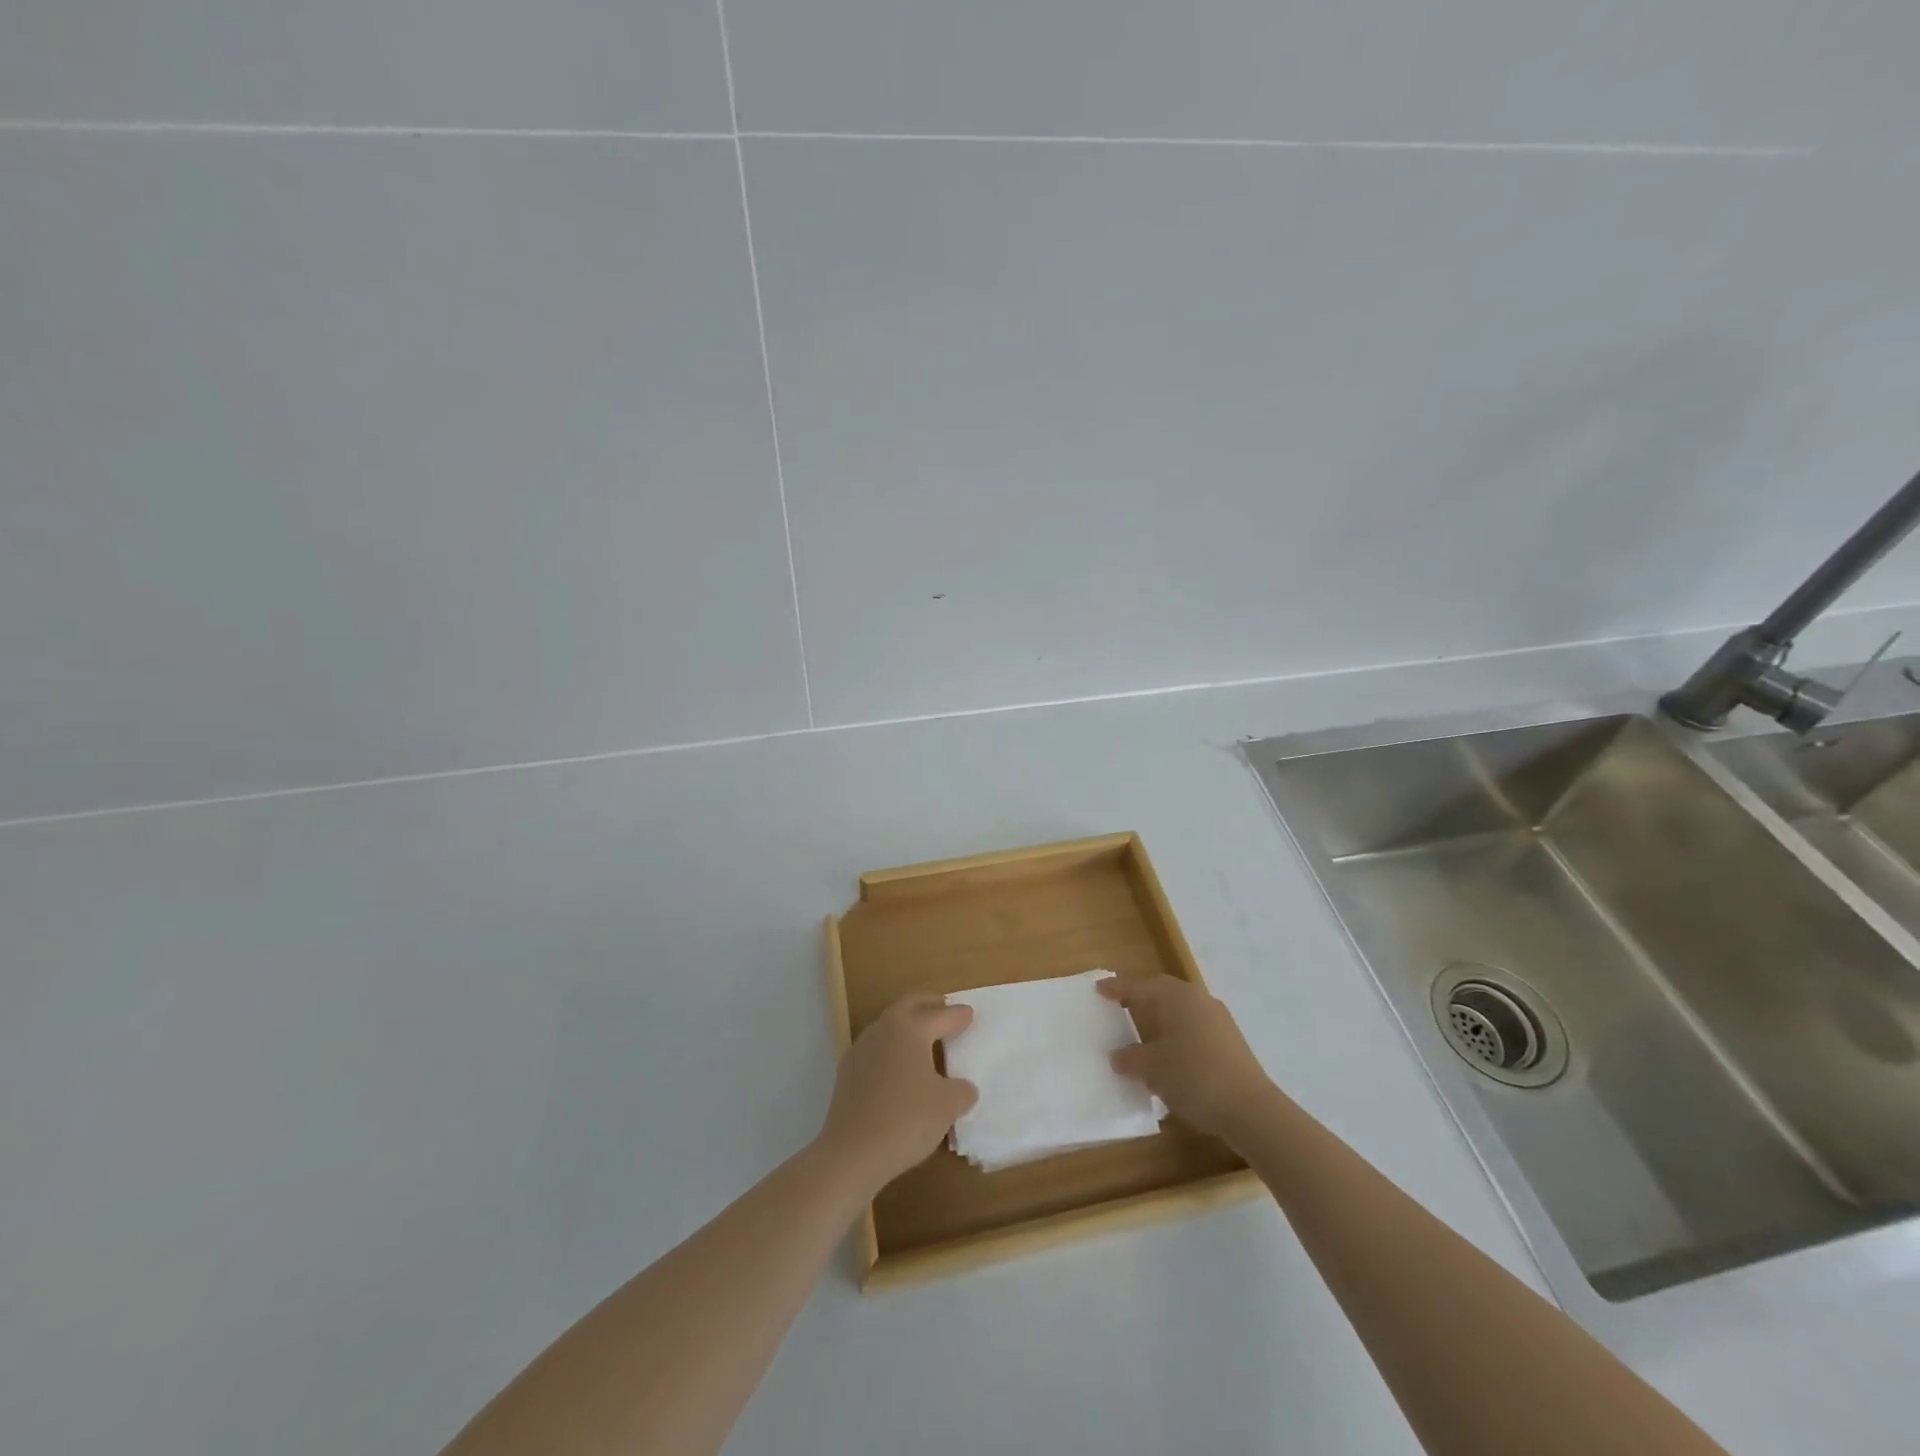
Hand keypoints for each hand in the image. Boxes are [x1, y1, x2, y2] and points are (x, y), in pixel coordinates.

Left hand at [817, 995, 978, 1192]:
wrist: (851, 1153)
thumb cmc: (906, 1119)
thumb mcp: (948, 1105)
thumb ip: (961, 1090)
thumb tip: (962, 1087)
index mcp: (909, 1028)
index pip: (940, 1015)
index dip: (958, 1016)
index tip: (970, 1014)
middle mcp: (883, 1029)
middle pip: (909, 1006)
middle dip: (929, 1005)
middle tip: (945, 1008)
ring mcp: (861, 1049)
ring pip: (890, 1026)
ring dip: (908, 1026)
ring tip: (925, 1038)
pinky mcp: (847, 1072)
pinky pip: (877, 1049)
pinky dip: (893, 1049)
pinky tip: (899, 1067)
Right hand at [1099, 975, 1274, 1140]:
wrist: (1251, 1109)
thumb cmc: (1194, 1076)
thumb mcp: (1152, 1068)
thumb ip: (1130, 1058)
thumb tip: (1117, 1056)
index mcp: (1177, 997)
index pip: (1140, 987)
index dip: (1117, 989)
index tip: (1098, 990)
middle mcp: (1198, 1000)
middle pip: (1163, 994)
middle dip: (1141, 1001)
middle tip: (1119, 1008)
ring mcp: (1218, 1021)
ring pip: (1181, 1013)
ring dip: (1160, 1022)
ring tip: (1141, 1037)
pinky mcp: (1230, 1043)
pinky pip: (1194, 1030)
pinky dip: (1177, 1038)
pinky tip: (1169, 1060)